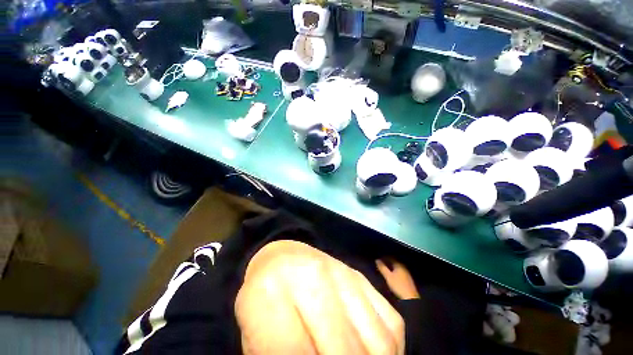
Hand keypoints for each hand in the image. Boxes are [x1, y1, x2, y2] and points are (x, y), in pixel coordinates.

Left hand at [235, 240, 404, 354]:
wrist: (284, 255)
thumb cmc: (263, 298)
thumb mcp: (255, 334)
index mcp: (271, 292)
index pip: (294, 354)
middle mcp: (313, 277)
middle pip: (343, 351)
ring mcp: (344, 274)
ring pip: (378, 344)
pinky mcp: (363, 278)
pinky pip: (391, 326)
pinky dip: (388, 352)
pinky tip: (368, 354)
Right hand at [376, 259, 419, 299]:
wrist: (410, 297)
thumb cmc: (398, 285)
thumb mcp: (388, 276)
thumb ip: (382, 268)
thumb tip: (377, 260)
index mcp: (399, 264)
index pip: (390, 257)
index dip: (384, 257)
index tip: (379, 258)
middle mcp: (403, 267)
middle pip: (394, 261)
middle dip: (388, 261)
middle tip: (381, 263)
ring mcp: (407, 273)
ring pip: (397, 266)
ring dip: (391, 266)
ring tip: (386, 268)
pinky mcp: (408, 278)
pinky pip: (400, 271)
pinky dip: (395, 270)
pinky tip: (392, 274)